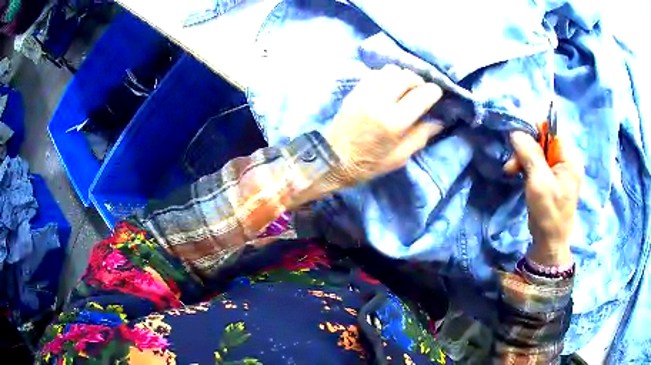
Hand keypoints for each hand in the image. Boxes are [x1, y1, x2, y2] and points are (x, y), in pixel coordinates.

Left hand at [324, 65, 443, 186]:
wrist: (333, 160)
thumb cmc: (369, 164)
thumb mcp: (400, 158)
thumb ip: (421, 136)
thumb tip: (439, 121)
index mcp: (395, 122)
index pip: (423, 94)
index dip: (434, 92)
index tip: (436, 96)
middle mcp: (380, 102)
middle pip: (407, 76)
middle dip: (419, 81)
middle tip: (420, 91)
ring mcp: (364, 94)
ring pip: (390, 70)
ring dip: (402, 76)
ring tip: (404, 89)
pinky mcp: (354, 92)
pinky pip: (374, 73)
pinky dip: (385, 76)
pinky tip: (387, 88)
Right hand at [504, 131, 582, 265]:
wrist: (549, 243)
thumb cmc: (548, 213)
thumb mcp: (538, 182)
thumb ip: (529, 154)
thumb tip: (516, 132)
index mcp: (570, 158)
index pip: (552, 130)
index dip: (534, 131)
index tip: (518, 143)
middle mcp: (567, 160)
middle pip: (544, 141)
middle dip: (525, 149)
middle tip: (511, 164)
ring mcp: (560, 170)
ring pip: (538, 152)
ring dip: (523, 159)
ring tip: (511, 171)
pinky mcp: (553, 179)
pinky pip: (539, 164)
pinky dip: (527, 167)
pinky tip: (518, 175)